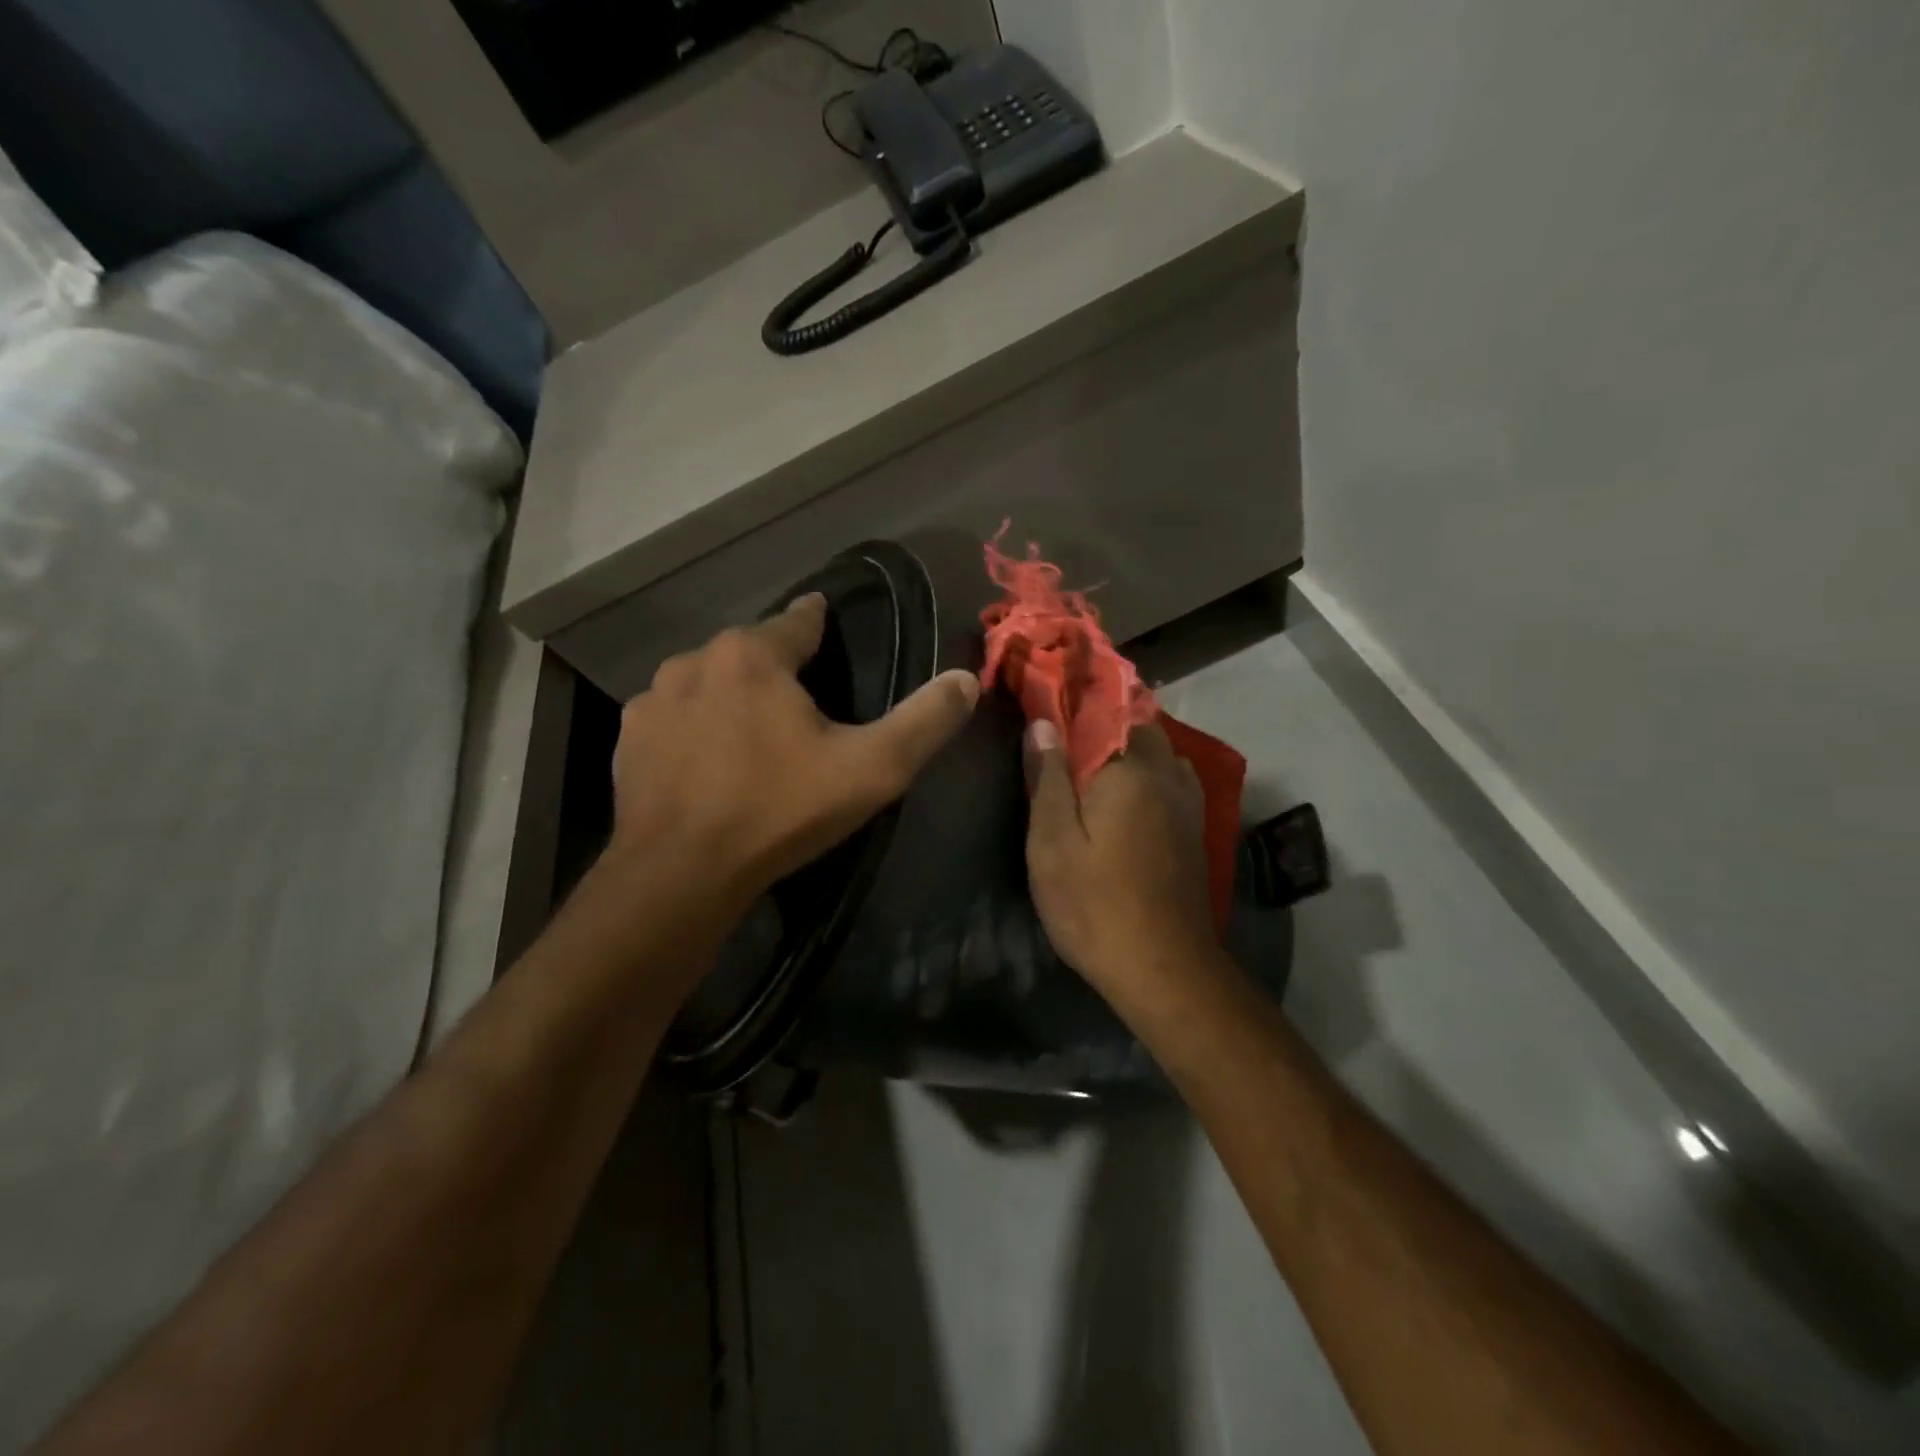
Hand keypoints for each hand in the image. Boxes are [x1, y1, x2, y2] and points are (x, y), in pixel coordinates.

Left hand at [608, 594, 979, 908]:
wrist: (681, 874)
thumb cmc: (780, 810)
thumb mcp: (872, 769)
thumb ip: (925, 720)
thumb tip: (966, 678)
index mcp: (754, 656)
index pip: (798, 620)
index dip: (819, 622)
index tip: (826, 623)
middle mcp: (696, 660)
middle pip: (750, 651)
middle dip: (776, 666)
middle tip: (800, 705)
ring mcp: (653, 699)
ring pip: (707, 680)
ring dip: (731, 695)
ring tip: (752, 733)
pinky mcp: (628, 739)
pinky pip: (673, 717)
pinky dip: (693, 727)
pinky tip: (706, 762)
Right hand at [1025, 719, 1219, 998]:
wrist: (1164, 968)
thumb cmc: (1095, 904)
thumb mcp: (1052, 843)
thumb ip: (1047, 778)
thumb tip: (1043, 723)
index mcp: (1129, 769)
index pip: (1103, 708)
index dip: (1073, 696)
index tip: (1046, 691)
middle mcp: (1166, 774)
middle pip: (1138, 723)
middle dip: (1103, 716)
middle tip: (1063, 726)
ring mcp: (1187, 802)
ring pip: (1159, 750)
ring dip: (1128, 742)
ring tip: (1091, 754)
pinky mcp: (1194, 828)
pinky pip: (1171, 777)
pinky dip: (1148, 769)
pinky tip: (1127, 789)